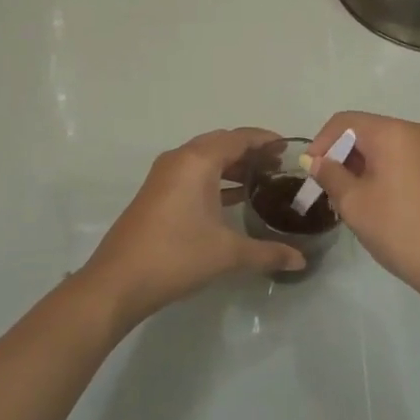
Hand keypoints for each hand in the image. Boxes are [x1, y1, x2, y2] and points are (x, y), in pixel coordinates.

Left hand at [81, 128, 303, 329]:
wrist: (119, 281)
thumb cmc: (177, 256)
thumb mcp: (228, 254)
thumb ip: (267, 253)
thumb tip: (301, 261)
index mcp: (198, 161)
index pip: (239, 138)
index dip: (265, 139)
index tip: (289, 147)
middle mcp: (180, 159)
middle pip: (221, 143)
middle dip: (250, 151)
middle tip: (278, 166)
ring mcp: (164, 175)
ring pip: (205, 158)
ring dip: (232, 166)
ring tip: (261, 181)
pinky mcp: (156, 193)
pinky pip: (193, 173)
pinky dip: (215, 179)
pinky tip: (233, 199)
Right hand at [306, 112, 419, 307]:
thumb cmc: (402, 230)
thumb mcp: (355, 203)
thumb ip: (331, 175)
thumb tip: (317, 161)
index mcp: (393, 132)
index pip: (345, 122)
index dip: (321, 143)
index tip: (310, 173)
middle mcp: (415, 133)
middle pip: (365, 133)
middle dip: (341, 157)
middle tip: (327, 191)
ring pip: (383, 150)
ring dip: (360, 169)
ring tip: (348, 203)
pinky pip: (400, 162)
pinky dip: (381, 176)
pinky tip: (375, 207)